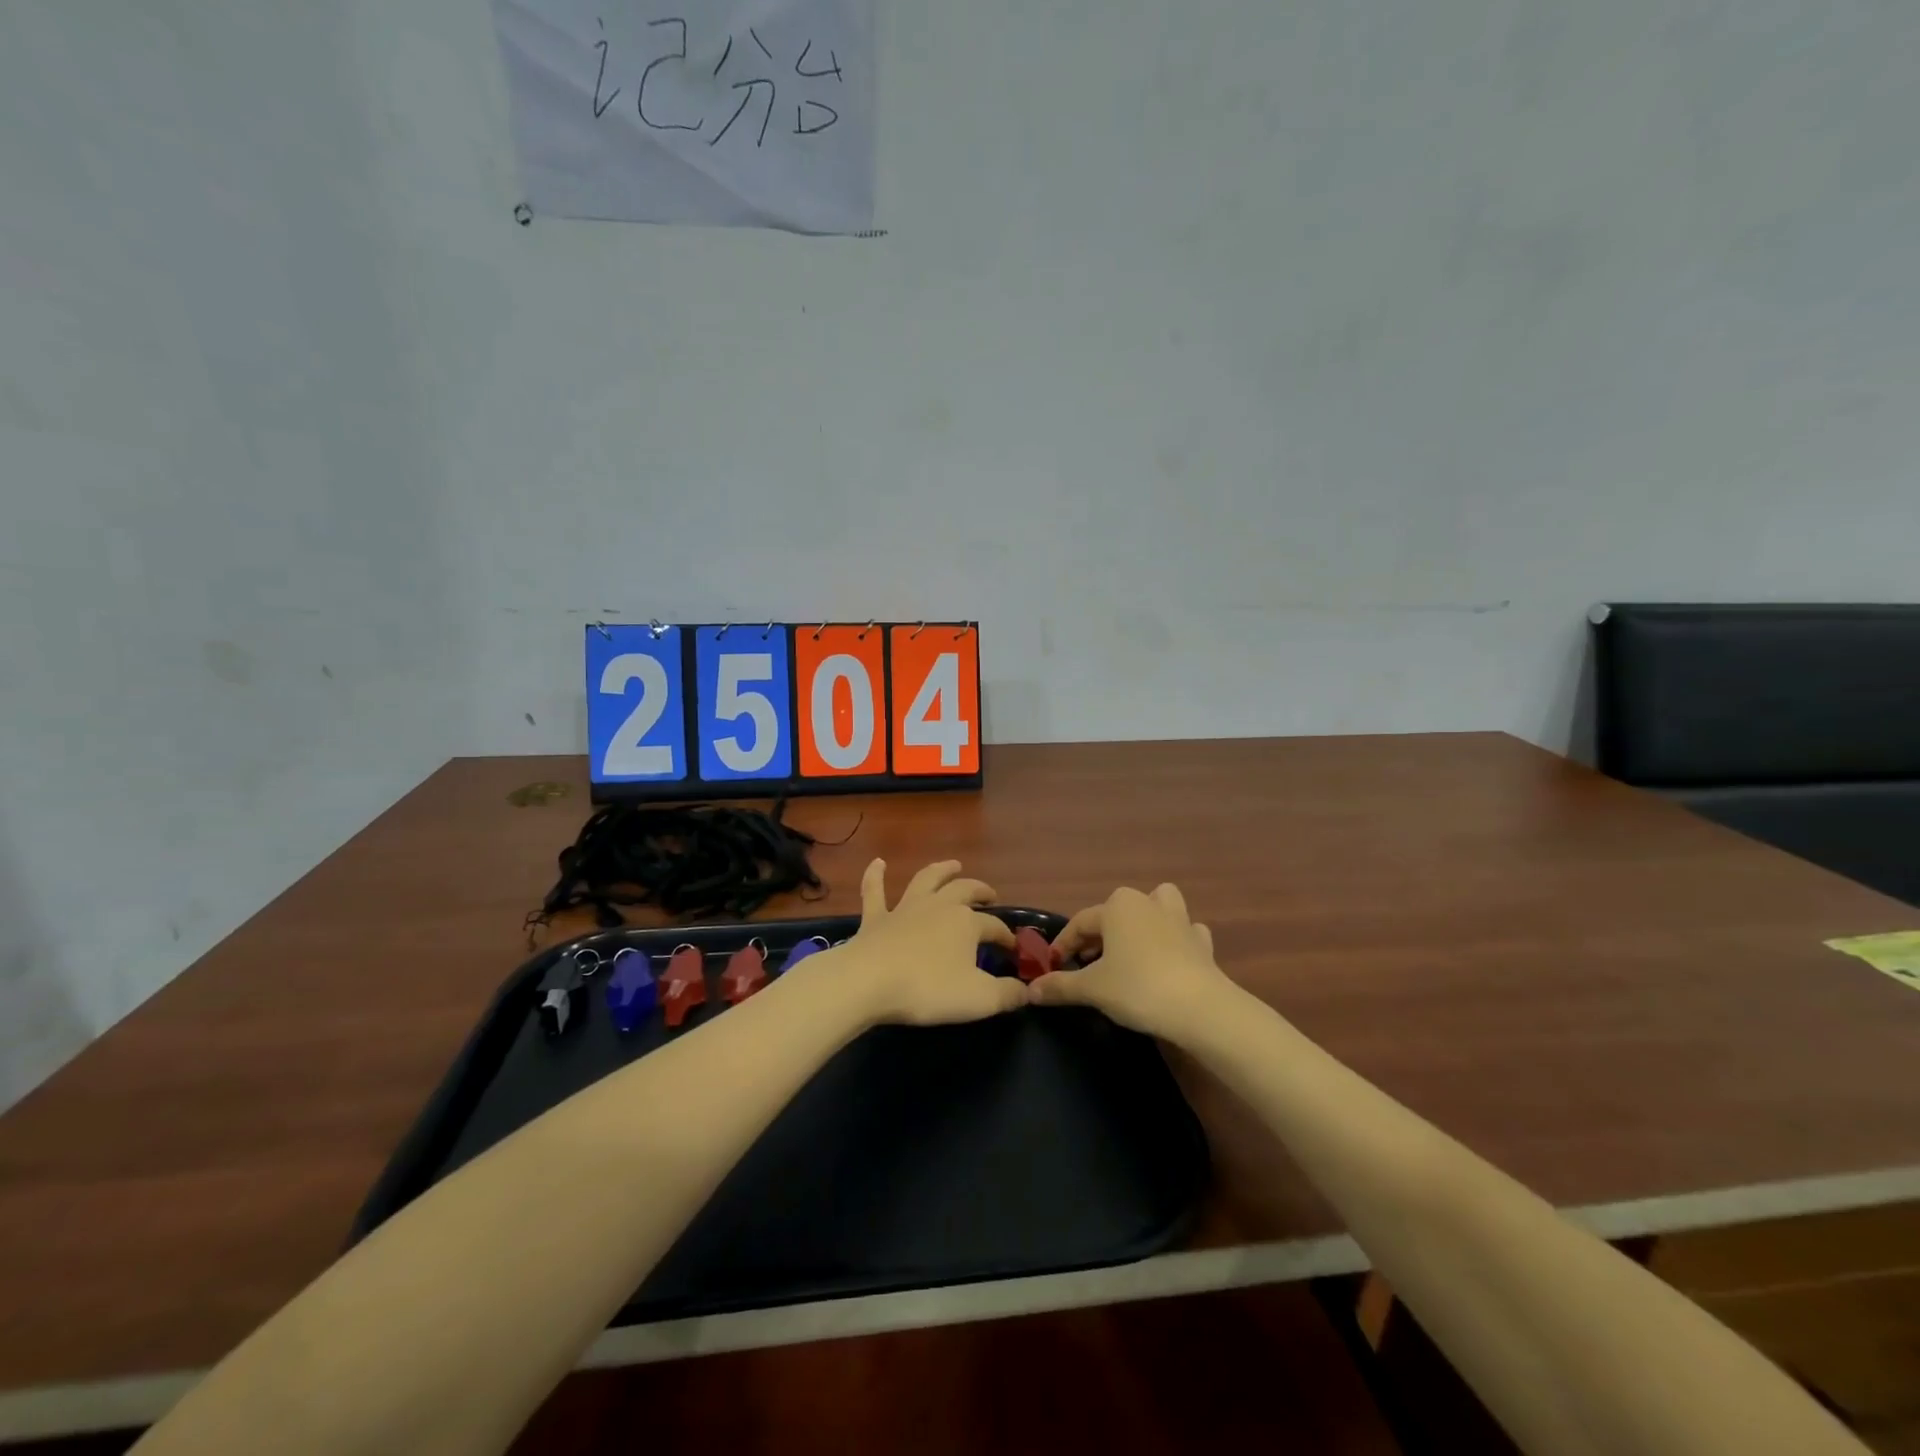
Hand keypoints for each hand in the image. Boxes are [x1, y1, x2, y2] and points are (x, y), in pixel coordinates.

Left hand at [829, 859, 1024, 1026]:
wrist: (868, 982)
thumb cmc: (928, 989)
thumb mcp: (979, 999)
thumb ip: (1007, 995)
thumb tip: (1027, 990)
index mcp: (966, 923)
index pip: (994, 926)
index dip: (1006, 937)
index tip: (1014, 949)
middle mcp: (938, 906)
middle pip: (965, 890)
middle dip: (981, 891)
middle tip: (990, 894)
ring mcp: (904, 908)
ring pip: (927, 880)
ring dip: (941, 870)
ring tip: (953, 865)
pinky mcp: (875, 918)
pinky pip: (874, 891)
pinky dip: (876, 875)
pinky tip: (878, 862)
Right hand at [1029, 884, 1232, 1038]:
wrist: (1200, 1008)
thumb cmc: (1138, 988)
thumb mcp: (1092, 988)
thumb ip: (1059, 986)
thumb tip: (1030, 991)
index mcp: (1117, 906)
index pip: (1080, 923)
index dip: (1063, 945)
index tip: (1053, 968)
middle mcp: (1147, 903)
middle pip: (1114, 914)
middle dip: (1099, 936)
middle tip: (1086, 964)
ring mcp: (1179, 920)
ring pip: (1157, 907)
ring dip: (1144, 920)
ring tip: (1132, 947)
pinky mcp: (1201, 942)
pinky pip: (1185, 932)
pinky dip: (1176, 941)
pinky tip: (1170, 960)